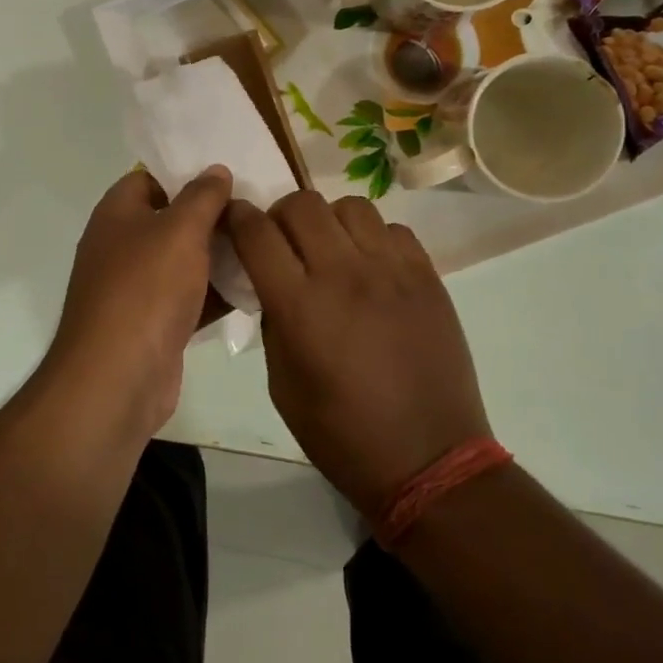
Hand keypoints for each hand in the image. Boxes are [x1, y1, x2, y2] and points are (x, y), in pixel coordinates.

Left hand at [45, 166, 232, 437]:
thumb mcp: (180, 230)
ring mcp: (136, 289)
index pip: (149, 179)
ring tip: (264, 246)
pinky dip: (215, 295)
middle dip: (211, 218)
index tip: (228, 179)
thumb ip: (202, 196)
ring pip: (183, 262)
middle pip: (170, 221)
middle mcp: (121, 247)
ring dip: (218, 258)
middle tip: (257, 212)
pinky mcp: (154, 325)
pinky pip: (189, 299)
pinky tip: (254, 288)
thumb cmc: (146, 289)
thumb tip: (215, 169)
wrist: (119, 376)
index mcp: (117, 215)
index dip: (185, 175)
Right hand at [226, 191, 490, 517]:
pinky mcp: (428, 277)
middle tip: (281, 240)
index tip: (233, 219)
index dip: (237, 217)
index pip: (257, 233)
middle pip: (302, 204)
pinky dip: (372, 238)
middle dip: (280, 214)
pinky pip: (393, 229)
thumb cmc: (342, 434)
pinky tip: (371, 267)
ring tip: (330, 250)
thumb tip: (275, 285)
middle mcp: (345, 275)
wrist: (429, 458)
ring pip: (350, 206)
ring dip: (328, 220)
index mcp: (300, 306)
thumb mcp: (282, 386)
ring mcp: (392, 271)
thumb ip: (274, 322)